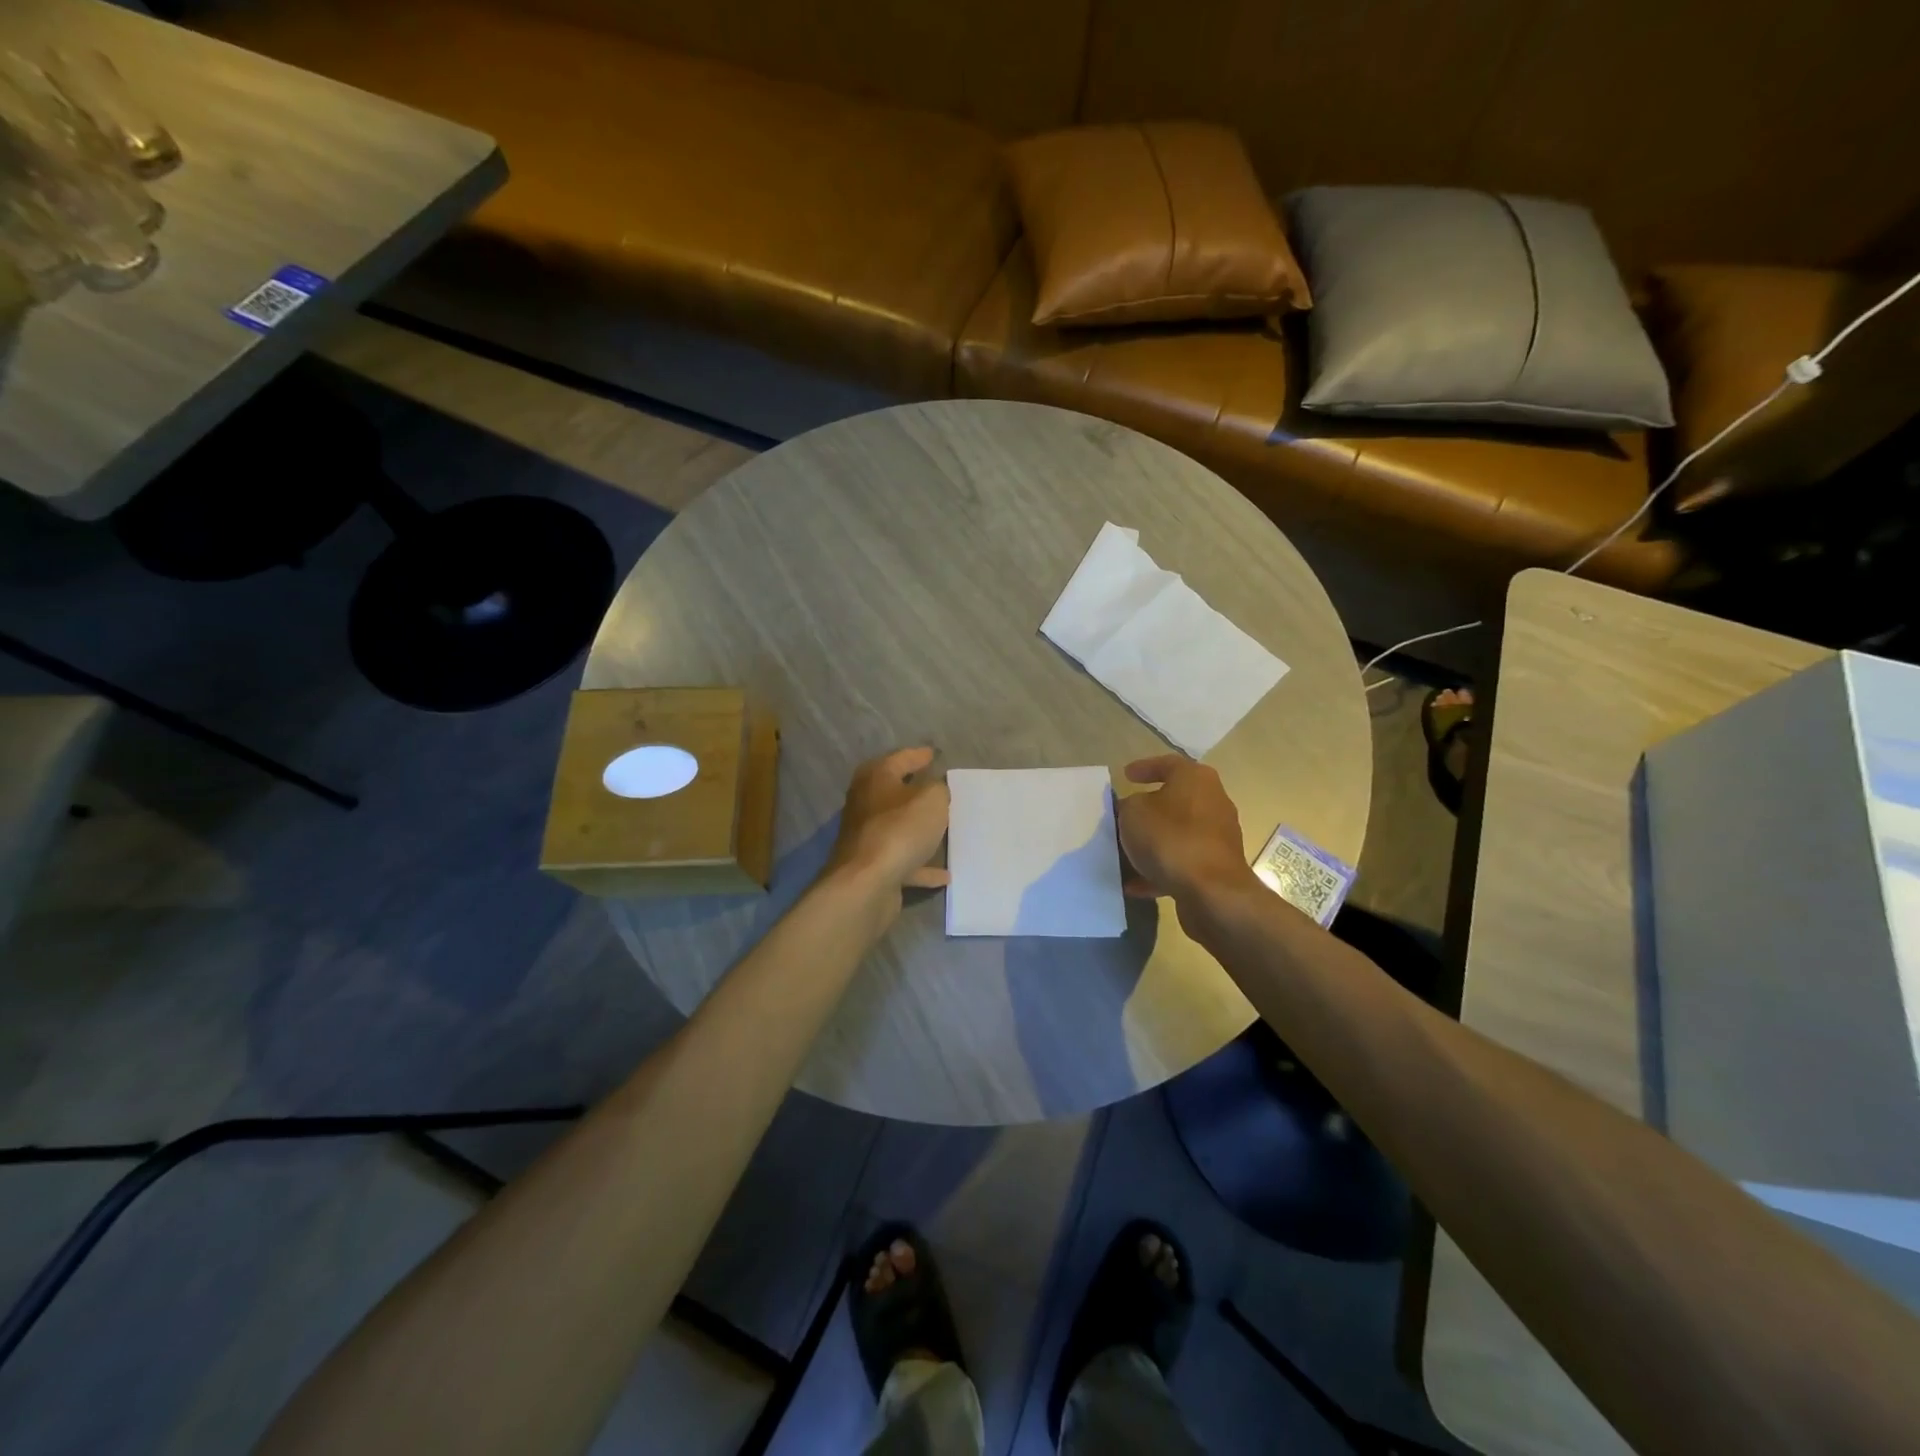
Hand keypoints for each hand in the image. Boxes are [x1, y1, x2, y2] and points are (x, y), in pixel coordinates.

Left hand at [823, 747, 950, 894]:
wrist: (867, 883)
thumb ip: (938, 789)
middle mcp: (866, 803)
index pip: (900, 758)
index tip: (934, 754)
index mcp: (876, 778)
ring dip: (918, 830)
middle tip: (940, 789)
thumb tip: (934, 790)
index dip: (918, 755)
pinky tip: (944, 874)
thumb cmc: (900, 829)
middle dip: (917, 791)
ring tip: (945, 829)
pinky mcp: (872, 866)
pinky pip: (903, 861)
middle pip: (894, 792)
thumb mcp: (931, 799)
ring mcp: (867, 837)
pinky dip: (921, 865)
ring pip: (898, 827)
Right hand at [1115, 755, 1258, 902]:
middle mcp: (1213, 802)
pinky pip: (1180, 862)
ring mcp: (1218, 837)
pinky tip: (1133, 884)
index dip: (1144, 767)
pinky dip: (1158, 870)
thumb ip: (1128, 805)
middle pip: (1175, 800)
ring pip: (1176, 834)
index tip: (1125, 775)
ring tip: (1124, 852)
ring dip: (1152, 842)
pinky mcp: (1216, 867)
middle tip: (1123, 814)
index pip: (1168, 763)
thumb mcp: (1133, 812)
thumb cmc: (1170, 838)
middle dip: (1147, 808)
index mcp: (1196, 779)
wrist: (1211, 891)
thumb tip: (1132, 809)